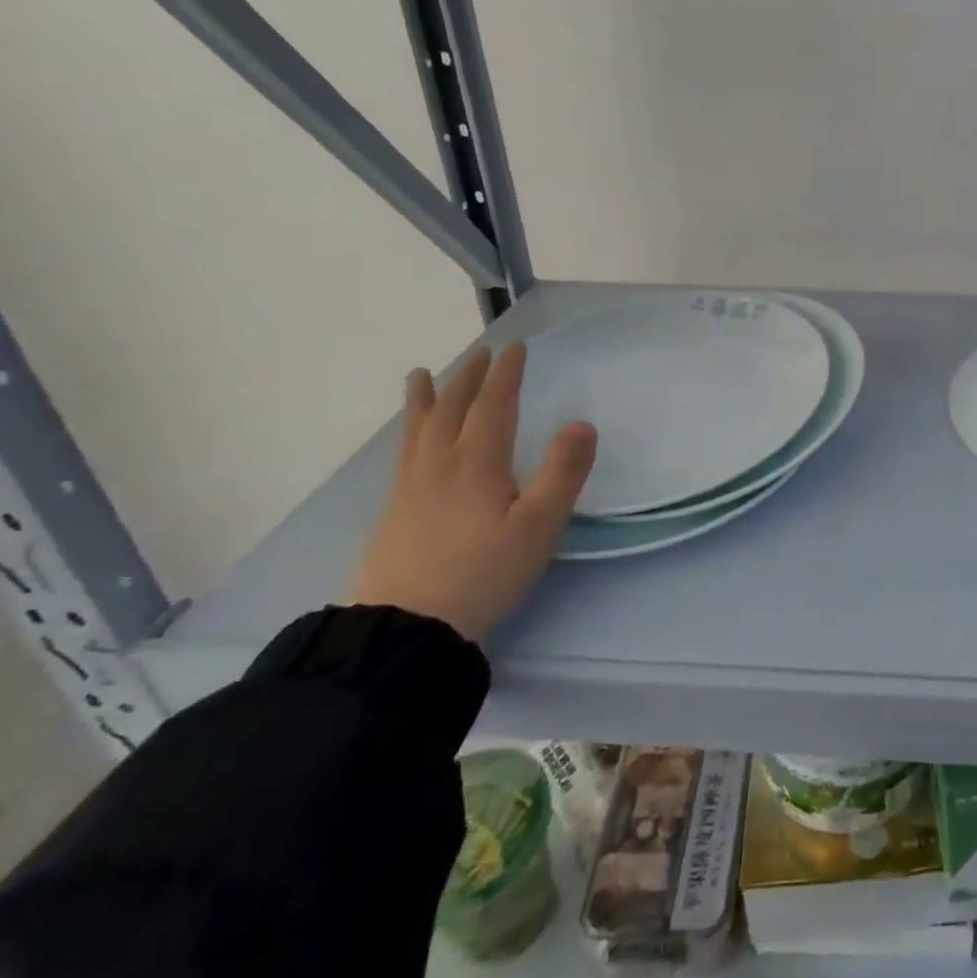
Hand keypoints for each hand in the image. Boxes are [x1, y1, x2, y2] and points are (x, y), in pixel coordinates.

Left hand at [349, 343, 597, 641]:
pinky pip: (404, 453)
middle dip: (469, 378)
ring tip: (420, 375)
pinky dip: (410, 430)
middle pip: (451, 410)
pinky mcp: (394, 513)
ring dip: (425, 398)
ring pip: (418, 429)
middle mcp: (440, 466)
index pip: (493, 406)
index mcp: (477, 464)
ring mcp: (411, 489)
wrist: (406, 628)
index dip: (506, 375)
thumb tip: (582, 423)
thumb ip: (563, 473)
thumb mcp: (538, 526)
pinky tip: (411, 440)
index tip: (515, 348)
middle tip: (481, 354)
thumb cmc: (483, 573)